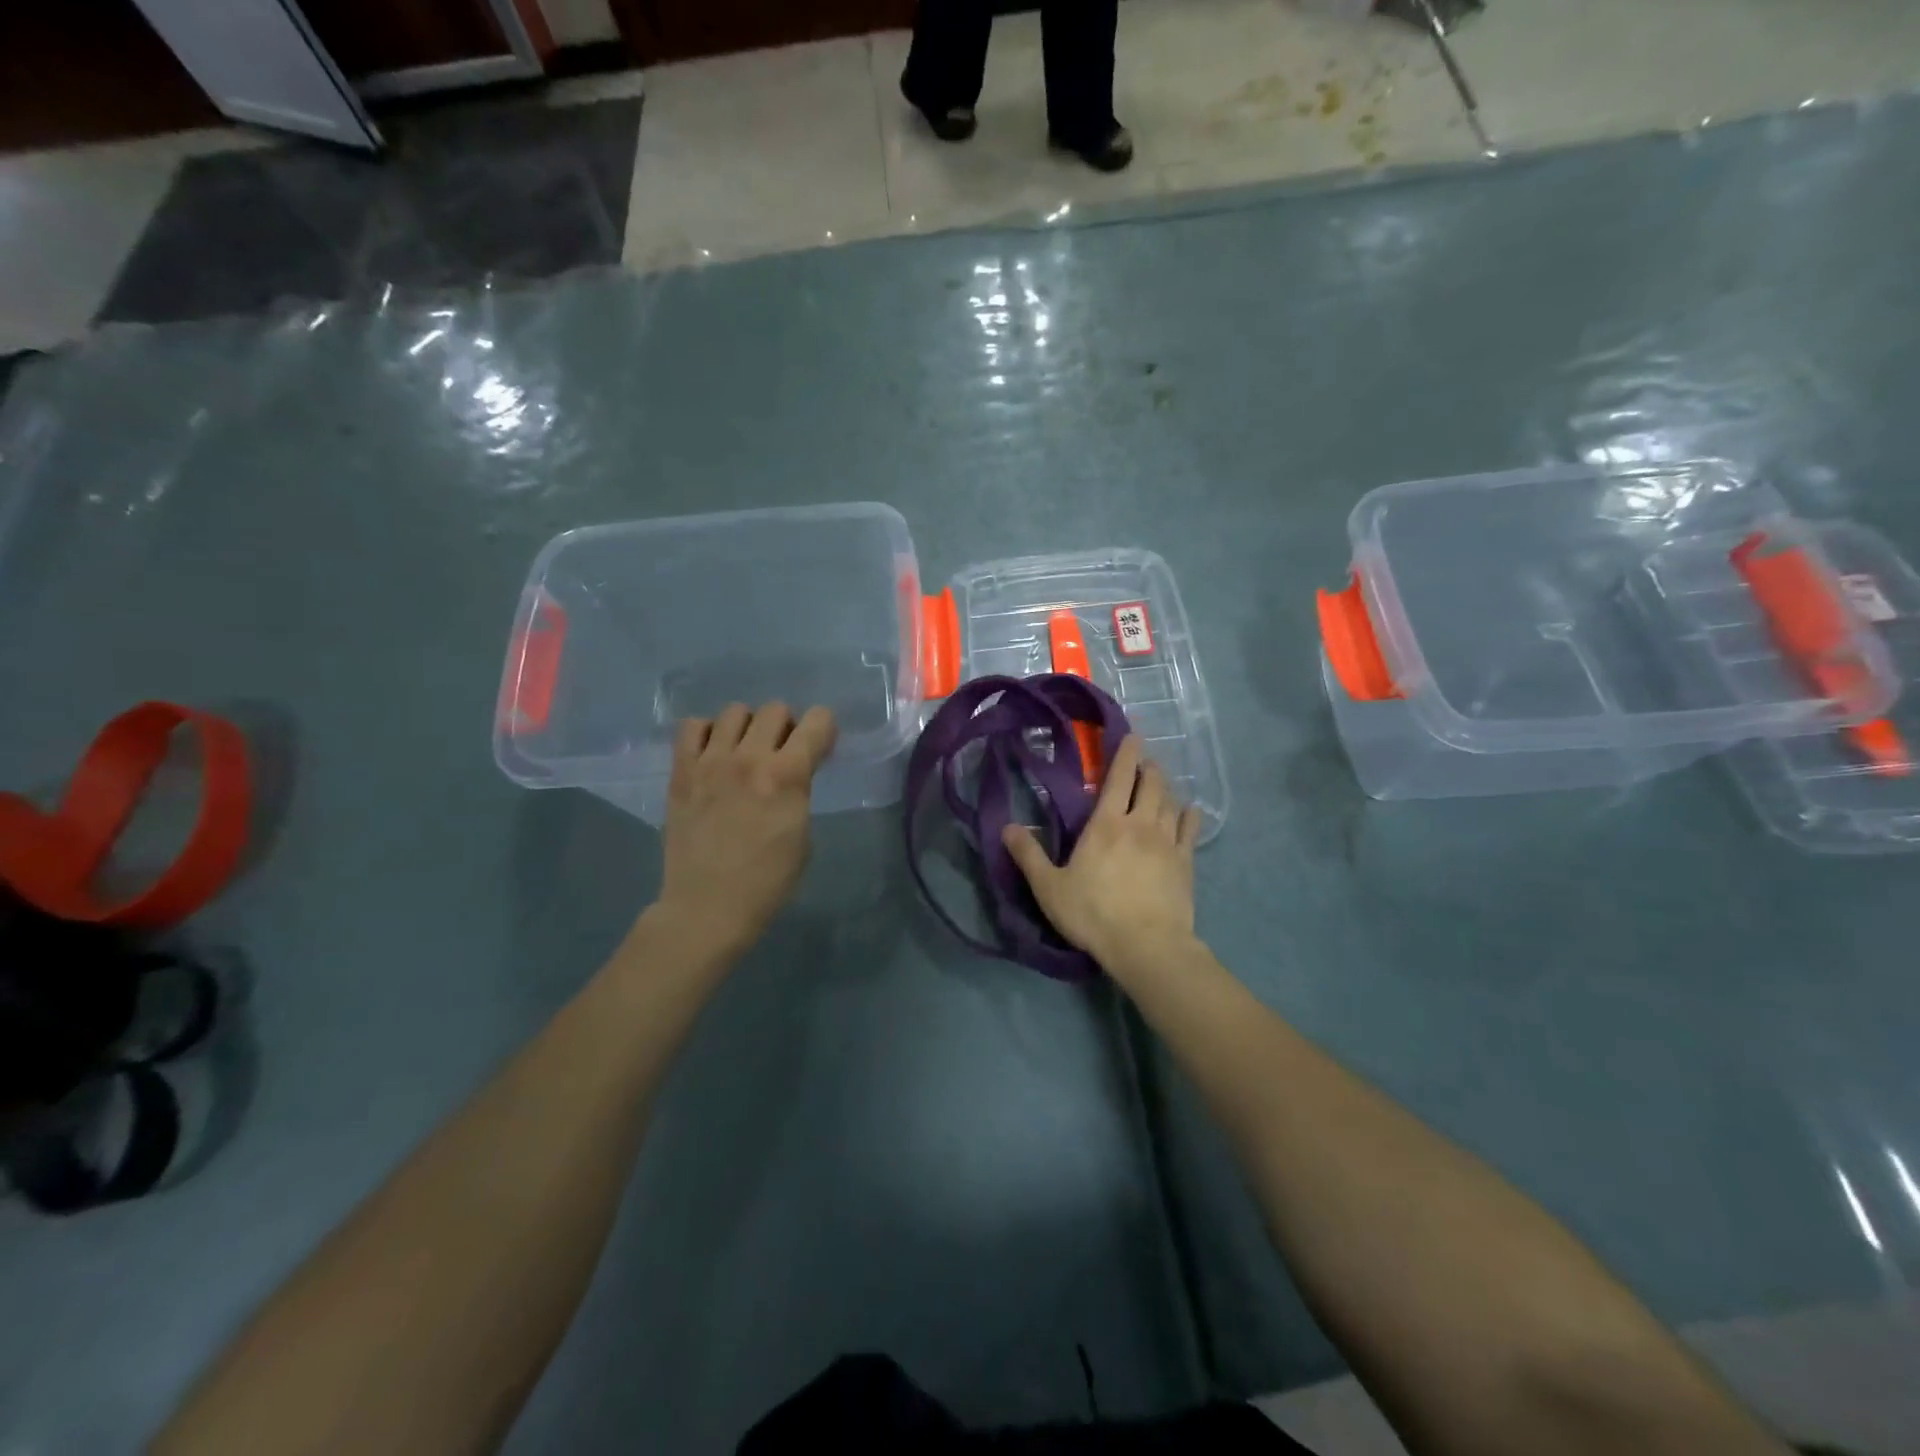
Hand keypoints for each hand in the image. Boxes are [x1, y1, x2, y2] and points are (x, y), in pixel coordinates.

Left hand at [653, 702, 836, 961]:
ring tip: (745, 752)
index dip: (825, 730)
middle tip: (782, 753)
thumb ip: (798, 793)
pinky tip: (714, 755)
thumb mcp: (802, 835)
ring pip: (735, 711)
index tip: (821, 749)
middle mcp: (749, 758)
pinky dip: (707, 733)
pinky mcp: (681, 772)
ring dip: (748, 727)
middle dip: (787, 727)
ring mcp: (710, 762)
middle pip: (776, 709)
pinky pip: (692, 726)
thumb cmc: (767, 882)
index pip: (818, 721)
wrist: (707, 907)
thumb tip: (792, 775)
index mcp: (787, 776)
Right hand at [1001, 735, 1202, 972]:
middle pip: (1150, 784)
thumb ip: (1028, 855)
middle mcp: (1140, 824)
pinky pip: (1190, 830)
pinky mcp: (1186, 863)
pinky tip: (1191, 811)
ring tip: (1161, 784)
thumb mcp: (1049, 887)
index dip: (1125, 753)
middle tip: (1145, 761)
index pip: (1118, 778)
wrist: (1146, 945)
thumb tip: (1007, 826)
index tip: (1131, 735)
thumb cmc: (1093, 913)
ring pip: (1171, 803)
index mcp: (1106, 824)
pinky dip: (1190, 816)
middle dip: (1148, 767)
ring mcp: (1167, 842)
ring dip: (1166, 788)